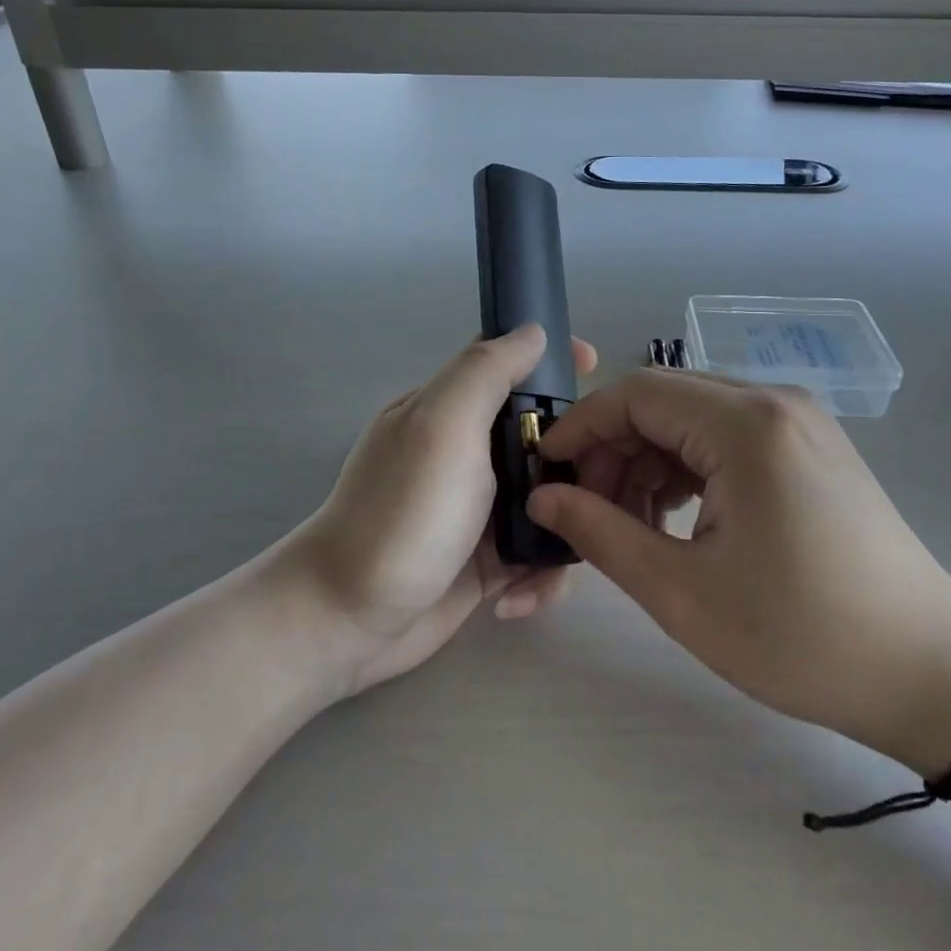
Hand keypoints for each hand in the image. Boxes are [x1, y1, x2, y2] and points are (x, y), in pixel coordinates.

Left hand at [293, 325, 595, 695]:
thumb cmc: (401, 515)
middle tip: (601, 482)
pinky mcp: (491, 559)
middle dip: (579, 452)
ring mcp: (482, 508)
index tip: (594, 365)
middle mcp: (470, 453)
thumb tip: (532, 330)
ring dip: (568, 524)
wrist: (349, 620)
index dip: (552, 358)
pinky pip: (540, 551)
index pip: (508, 364)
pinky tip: (518, 596)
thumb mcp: (442, 427)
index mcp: (452, 410)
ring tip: (567, 552)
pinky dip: (542, 573)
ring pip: (553, 496)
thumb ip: (486, 372)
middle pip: (544, 433)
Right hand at [526, 370, 950, 776]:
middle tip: (587, 511)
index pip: (636, 393)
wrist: (931, 673)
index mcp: (745, 425)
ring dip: (648, 461)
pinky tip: (676, 518)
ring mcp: (799, 422)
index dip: (581, 426)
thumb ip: (600, 533)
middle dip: (613, 448)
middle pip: (664, 401)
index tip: (546, 470)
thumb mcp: (681, 591)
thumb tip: (542, 497)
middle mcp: (774, 403)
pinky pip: (728, 438)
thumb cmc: (800, 636)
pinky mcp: (811, 448)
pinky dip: (688, 468)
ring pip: (693, 419)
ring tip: (629, 524)